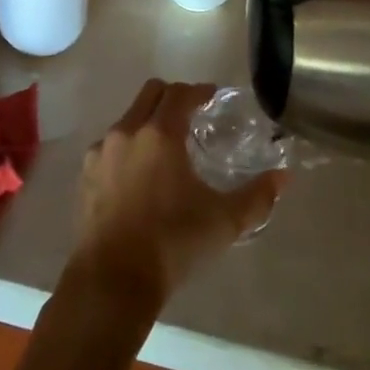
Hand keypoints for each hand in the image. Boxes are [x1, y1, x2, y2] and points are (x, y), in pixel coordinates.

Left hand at [71, 80, 282, 306]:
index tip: (213, 97)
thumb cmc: (172, 243)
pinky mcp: (85, 173)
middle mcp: (127, 131)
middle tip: (192, 114)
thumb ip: (257, 196)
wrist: (113, 279)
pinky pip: (110, 145)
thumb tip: (283, 177)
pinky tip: (139, 175)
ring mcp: (101, 151)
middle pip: (151, 93)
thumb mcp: (224, 221)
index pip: (181, 93)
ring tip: (166, 148)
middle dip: (173, 96)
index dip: (200, 91)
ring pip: (128, 118)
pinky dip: (128, 147)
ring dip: (149, 121)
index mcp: (160, 133)